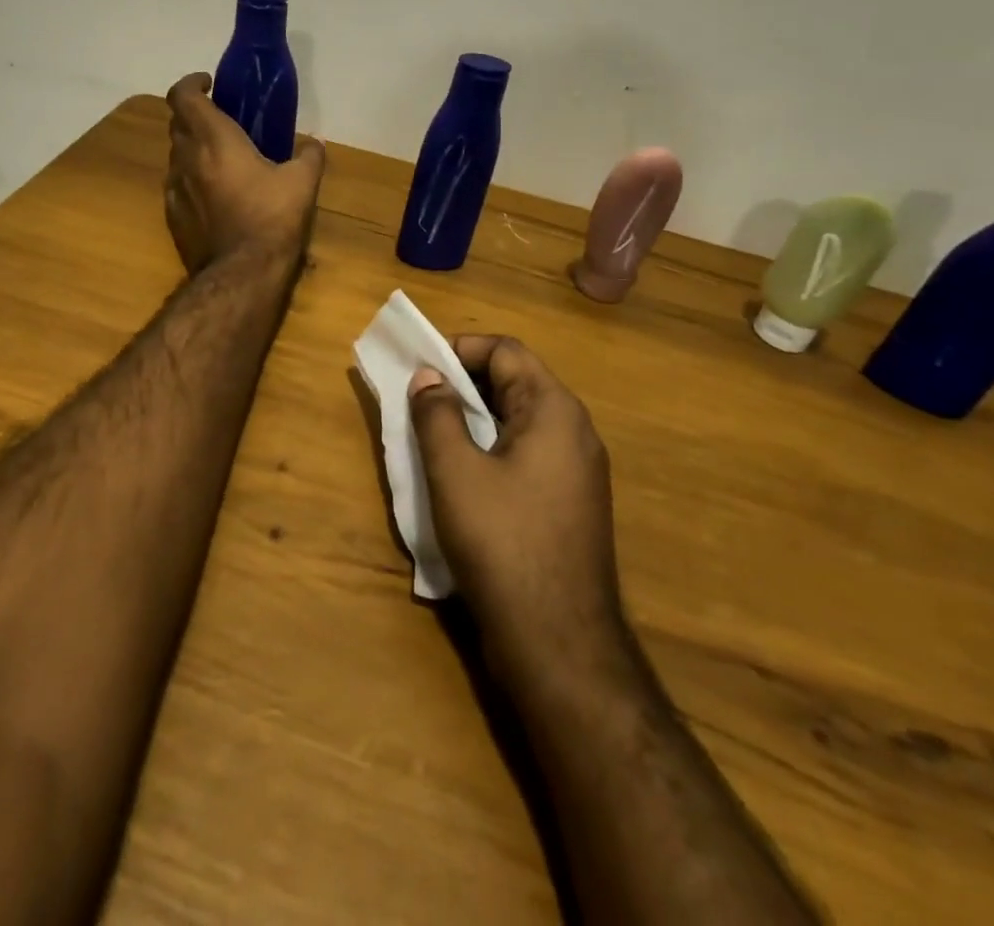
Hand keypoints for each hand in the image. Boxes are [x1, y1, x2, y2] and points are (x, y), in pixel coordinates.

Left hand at [165, 72, 324, 273]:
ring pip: (176, 156)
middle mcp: (186, 159)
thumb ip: (308, 156)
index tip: (209, 84)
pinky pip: (177, 186)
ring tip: (222, 160)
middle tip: (222, 121)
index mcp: (214, 140)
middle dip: (195, 115)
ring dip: (193, 149)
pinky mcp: (173, 217)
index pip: (183, 96)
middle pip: (177, 123)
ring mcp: (174, 189)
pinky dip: (192, 180)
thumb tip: (313, 144)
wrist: (241, 274)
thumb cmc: (271, 219)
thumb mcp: (302, 184)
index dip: (191, 83)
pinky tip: (215, 196)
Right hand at [408, 336, 631, 694]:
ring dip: (474, 417)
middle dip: (464, 382)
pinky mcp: (568, 505)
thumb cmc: (503, 543)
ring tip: (430, 431)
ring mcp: (576, 472)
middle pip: (515, 382)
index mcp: (554, 411)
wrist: (559, 643)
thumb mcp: (456, 472)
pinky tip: (460, 474)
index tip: (419, 364)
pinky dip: (490, 449)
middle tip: (417, 396)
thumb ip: (437, 415)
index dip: (460, 349)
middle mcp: (574, 432)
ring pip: (518, 421)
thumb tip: (429, 377)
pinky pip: (526, 455)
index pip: (506, 352)